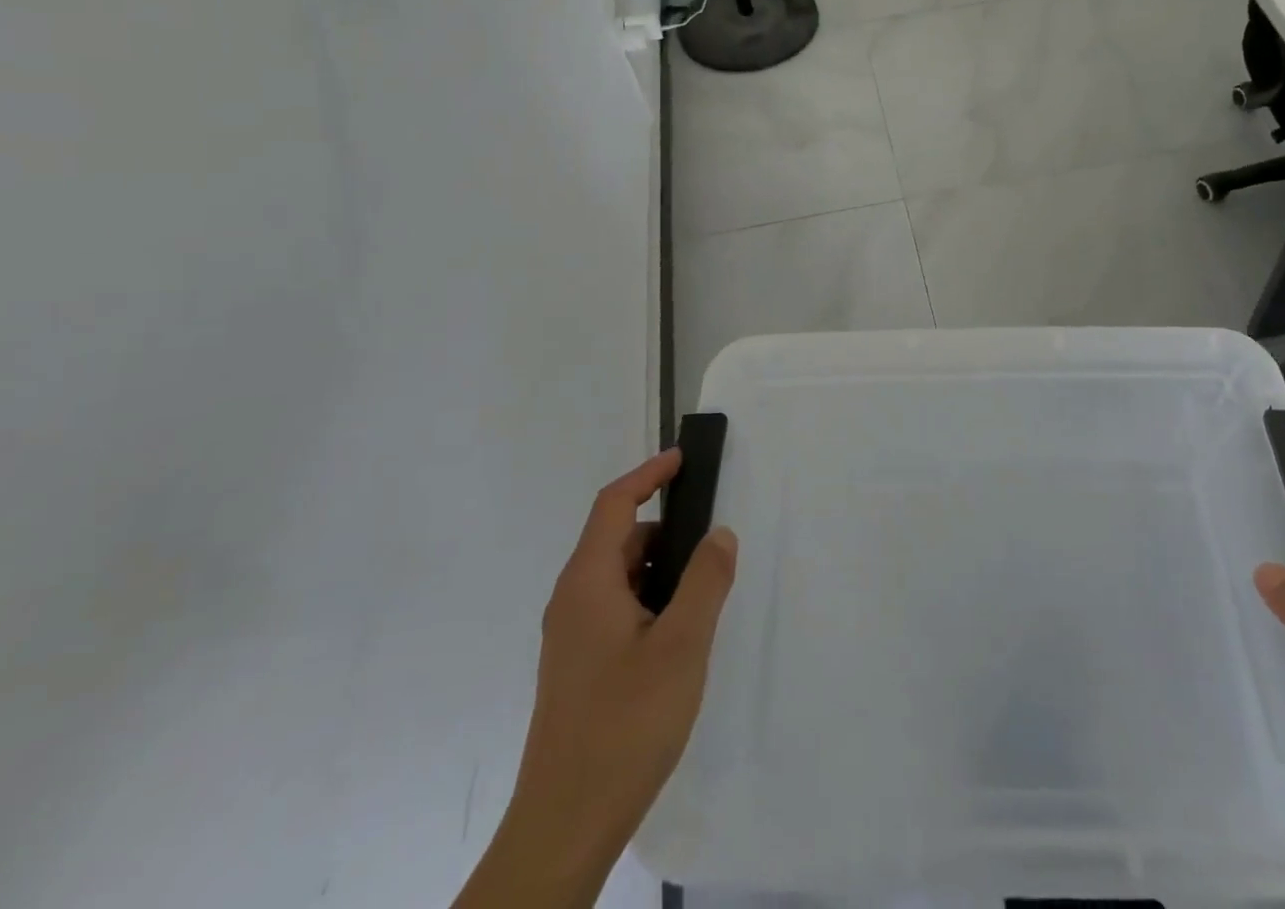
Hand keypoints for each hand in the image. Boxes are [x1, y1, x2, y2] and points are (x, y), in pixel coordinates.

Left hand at [455, 450, 737, 908]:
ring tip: (703, 595)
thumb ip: (705, 581)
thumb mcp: (682, 646)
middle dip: (667, 531)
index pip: (614, 504)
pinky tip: (680, 636)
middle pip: (620, 540)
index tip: (684, 460)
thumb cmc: (624, 723)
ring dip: (661, 571)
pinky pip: (617, 609)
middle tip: (713, 544)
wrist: (565, 825)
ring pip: (621, 578)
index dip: (649, 475)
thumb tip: (719, 534)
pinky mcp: (579, 667)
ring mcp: (572, 637)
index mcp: (587, 583)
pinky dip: (650, 600)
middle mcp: (572, 600)